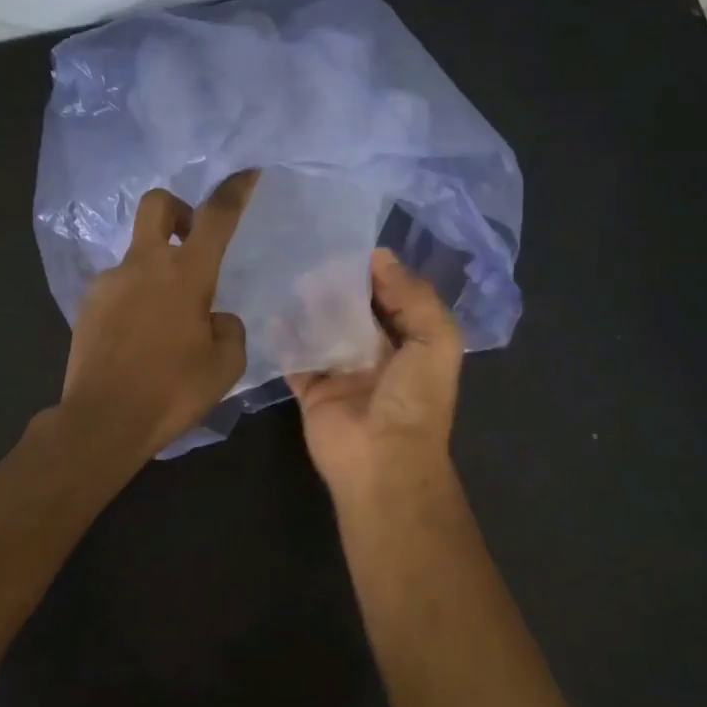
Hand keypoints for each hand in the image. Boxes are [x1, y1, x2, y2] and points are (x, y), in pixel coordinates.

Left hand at [61, 171, 258, 461]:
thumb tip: (214, 317)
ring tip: (167, 321)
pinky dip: (136, 298)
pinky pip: (120, 287)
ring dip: (157, 269)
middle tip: (192, 241)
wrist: (103, 420)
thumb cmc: (172, 391)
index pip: (216, 217)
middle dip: (178, 209)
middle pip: (157, 205)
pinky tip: (140, 337)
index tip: (246, 172)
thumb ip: (228, 329)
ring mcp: (110, 282)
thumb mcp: (225, 364)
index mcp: (185, 274)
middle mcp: (144, 265)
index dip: (233, 190)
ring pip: (138, 254)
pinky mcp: (88, 304)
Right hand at [287, 248, 461, 504]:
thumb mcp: (435, 340)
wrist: (382, 461)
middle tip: (313, 254)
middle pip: (355, 312)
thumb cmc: (414, 399)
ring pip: (323, 331)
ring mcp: (342, 374)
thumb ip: (414, 296)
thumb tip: (381, 256)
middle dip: (338, 286)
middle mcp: (377, 356)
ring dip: (310, 306)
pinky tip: (271, 310)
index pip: (394, 299)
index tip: (350, 245)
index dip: (377, 273)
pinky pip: (294, 358)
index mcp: (411, 344)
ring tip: (291, 274)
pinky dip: (283, 337)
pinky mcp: (312, 390)